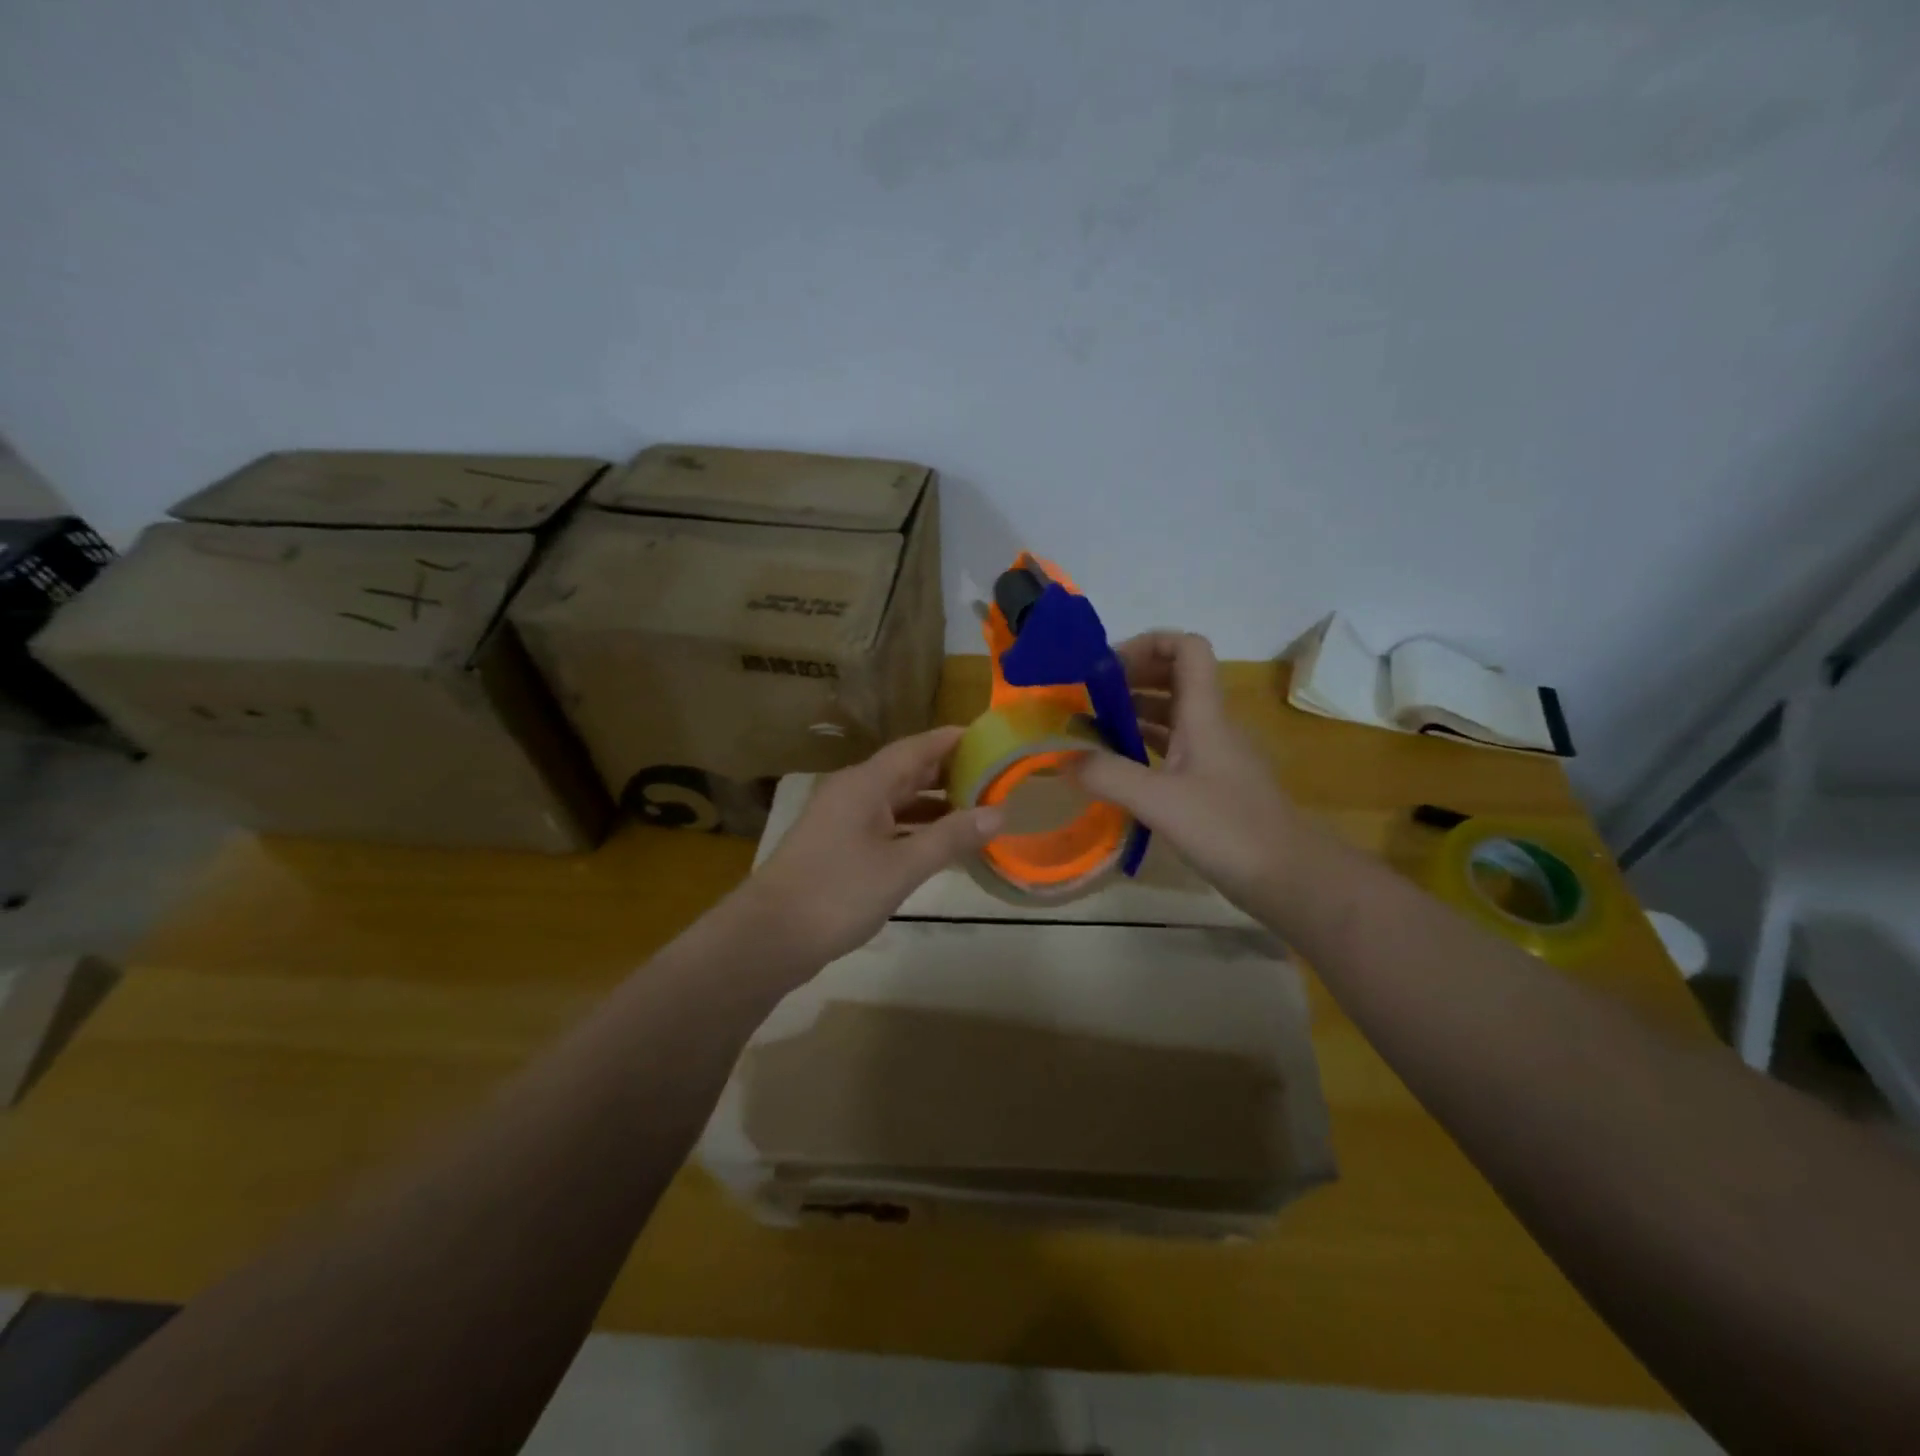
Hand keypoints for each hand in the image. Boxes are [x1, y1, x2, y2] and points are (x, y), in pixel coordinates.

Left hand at [743, 726, 1002, 965]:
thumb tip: (999, 813)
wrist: (768, 938)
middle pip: (907, 771)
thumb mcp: (902, 866)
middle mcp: (853, 792)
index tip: (991, 737)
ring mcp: (842, 820)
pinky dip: (915, 830)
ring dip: (935, 805)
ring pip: (897, 801)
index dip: (953, 740)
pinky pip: (886, 825)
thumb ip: (951, 838)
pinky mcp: (838, 847)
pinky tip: (940, 845)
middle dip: (950, 773)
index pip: (917, 747)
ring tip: (978, 810)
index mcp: (865, 783)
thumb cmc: (837, 893)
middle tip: (996, 777)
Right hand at [1077, 632, 1307, 912]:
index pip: (1186, 648)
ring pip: (1172, 716)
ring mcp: (1214, 756)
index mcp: (1205, 714)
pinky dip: (1143, 748)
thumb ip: (1109, 775)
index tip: (1103, 667)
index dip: (1147, 644)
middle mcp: (1211, 726)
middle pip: (1174, 679)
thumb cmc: (1228, 829)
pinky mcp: (1213, 786)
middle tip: (1085, 698)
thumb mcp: (1160, 801)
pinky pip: (1173, 750)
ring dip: (1133, 714)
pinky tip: (1117, 769)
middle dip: (1129, 680)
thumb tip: (1063, 757)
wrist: (1290, 877)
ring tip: (1089, 731)